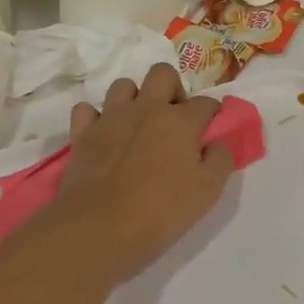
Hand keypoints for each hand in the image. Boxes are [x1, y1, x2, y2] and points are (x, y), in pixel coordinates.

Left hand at [51, 64, 235, 282]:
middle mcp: (146, 108)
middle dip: (172, 89)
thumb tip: (217, 143)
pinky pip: (86, 110)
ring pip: (123, 86)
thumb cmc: (160, 211)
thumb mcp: (208, 192)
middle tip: (174, 119)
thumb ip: (220, 160)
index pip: (206, 103)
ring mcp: (111, 118)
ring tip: (138, 125)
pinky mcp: (83, 133)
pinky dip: (95, 117)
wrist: (98, 229)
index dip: (212, 114)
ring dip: (134, 99)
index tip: (211, 130)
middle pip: (162, 74)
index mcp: (180, 121)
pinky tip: (103, 134)